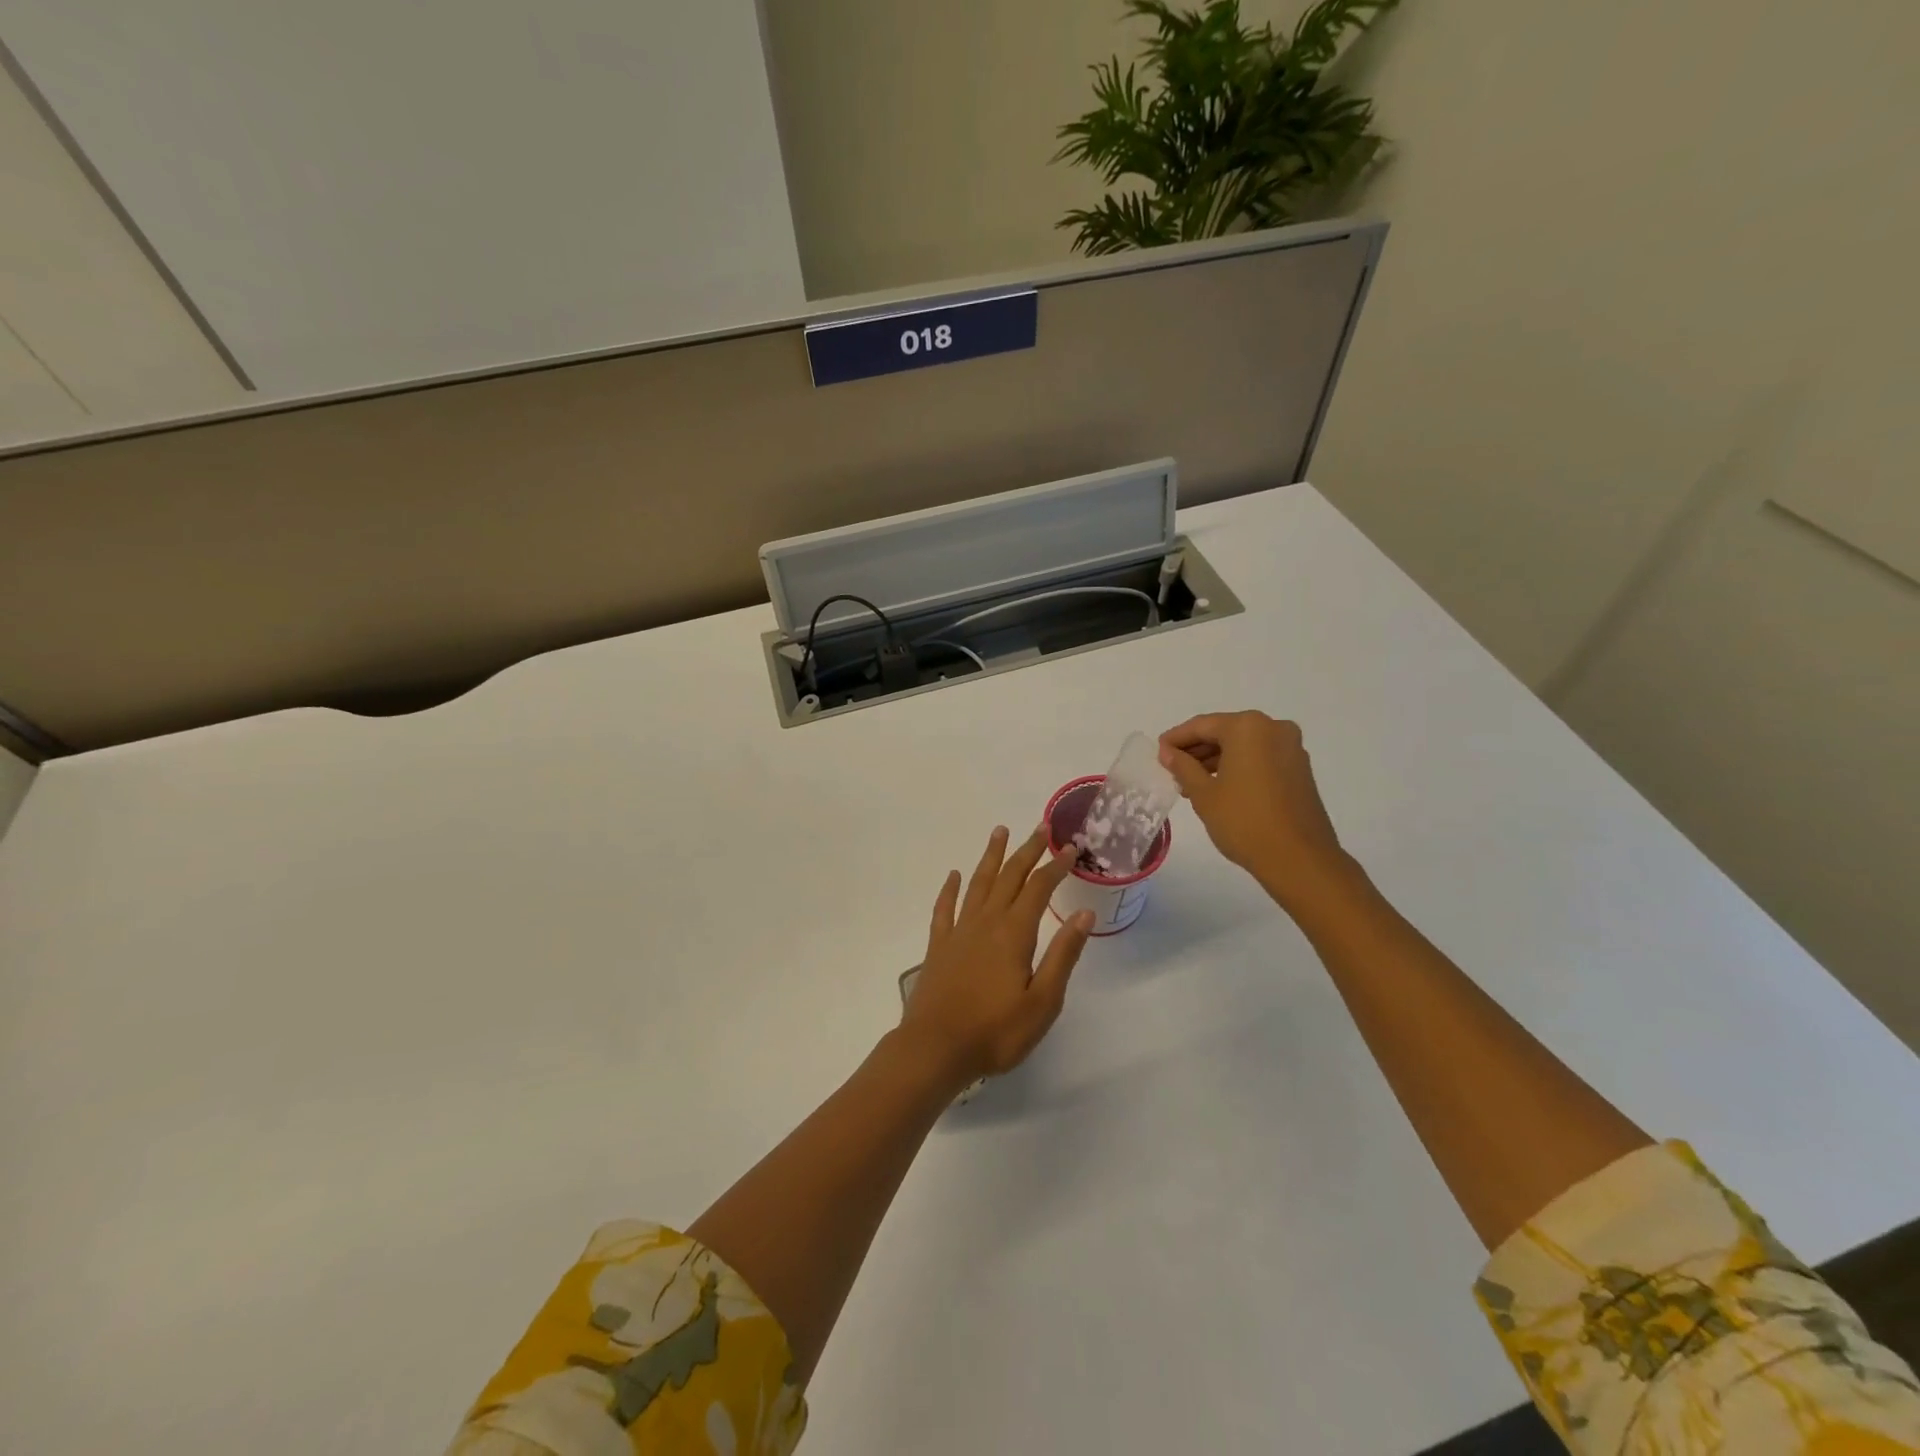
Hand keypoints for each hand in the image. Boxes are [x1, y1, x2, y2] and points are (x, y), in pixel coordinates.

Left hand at [900, 825, 1093, 1086]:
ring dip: (991, 857)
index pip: (1039, 889)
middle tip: (1041, 827)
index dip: (1056, 866)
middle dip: (1027, 851)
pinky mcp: (938, 946)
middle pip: (1009, 877)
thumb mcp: (1042, 1002)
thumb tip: (1083, 914)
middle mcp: (986, 922)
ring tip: (999, 832)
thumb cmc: (996, 1032)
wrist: (935, 1048)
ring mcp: (959, 932)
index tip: (1070, 848)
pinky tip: (954, 875)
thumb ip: (1062, 955)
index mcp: (1014, 933)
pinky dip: (950, 889)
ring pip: (978, 884)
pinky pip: (945, 908)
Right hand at [1158, 712, 1352, 910]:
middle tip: (1172, 770)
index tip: (1158, 753)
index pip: (1202, 725)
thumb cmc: (1244, 821)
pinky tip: (1219, 788)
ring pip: (1243, 746)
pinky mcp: (1299, 769)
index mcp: (1248, 727)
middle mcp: (1273, 728)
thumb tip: (1168, 752)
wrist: (1299, 859)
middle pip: (1225, 732)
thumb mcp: (1203, 793)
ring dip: (1216, 760)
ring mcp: (1291, 748)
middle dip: (1197, 750)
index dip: (1176, 739)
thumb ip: (1182, 766)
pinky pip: (1260, 758)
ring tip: (1191, 784)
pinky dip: (1238, 767)